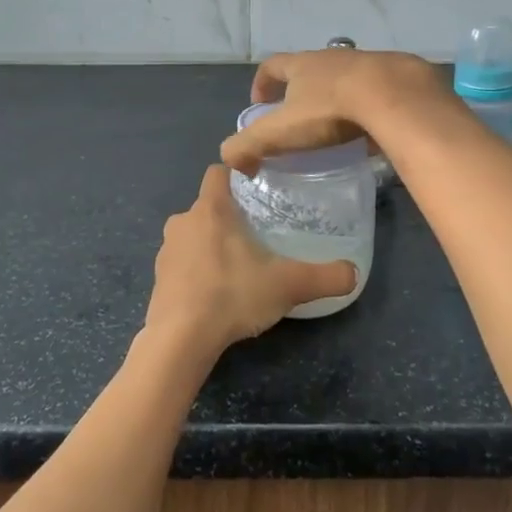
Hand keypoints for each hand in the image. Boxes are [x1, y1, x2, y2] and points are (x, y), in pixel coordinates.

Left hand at [148, 166, 357, 358]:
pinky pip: (181, 263)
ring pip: (192, 235)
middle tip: (257, 234)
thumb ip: (324, 277)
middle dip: (229, 216)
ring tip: (237, 266)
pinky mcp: (157, 279)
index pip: (218, 172)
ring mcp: (166, 251)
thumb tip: (354, 274)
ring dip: (210, 244)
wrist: (180, 339)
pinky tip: (215, 293)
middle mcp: (183, 221)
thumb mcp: (287, 285)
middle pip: (207, 206)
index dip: (236, 175)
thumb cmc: (232, 295)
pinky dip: (196, 271)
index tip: (257, 189)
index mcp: (211, 209)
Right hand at [220, 49, 452, 175]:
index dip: (261, 83)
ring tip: (338, 126)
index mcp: (302, 65)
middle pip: (310, 69)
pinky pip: (377, 91)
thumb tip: (230, 160)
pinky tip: (373, 129)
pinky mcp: (398, 77)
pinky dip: (370, 107)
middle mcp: (333, 57)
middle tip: (300, 120)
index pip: (271, 66)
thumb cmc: (330, 110)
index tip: (259, 104)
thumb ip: (248, 145)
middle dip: (301, 91)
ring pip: (346, 78)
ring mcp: (368, 63)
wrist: (395, 96)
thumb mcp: (280, 131)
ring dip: (338, 97)